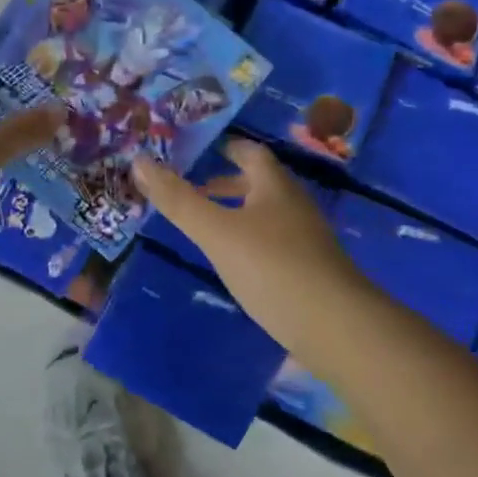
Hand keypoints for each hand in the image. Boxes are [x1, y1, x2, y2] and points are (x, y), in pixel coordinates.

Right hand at [133, 139, 350, 341]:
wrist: (338, 329)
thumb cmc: (273, 268)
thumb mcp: (216, 232)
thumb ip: (178, 199)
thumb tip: (139, 161)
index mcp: (275, 186)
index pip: (249, 152)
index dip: (223, 147)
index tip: (193, 151)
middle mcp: (294, 205)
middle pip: (258, 183)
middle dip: (224, 183)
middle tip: (189, 189)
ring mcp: (306, 239)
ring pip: (265, 214)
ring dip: (235, 213)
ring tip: (203, 227)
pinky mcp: (309, 270)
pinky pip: (272, 243)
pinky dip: (247, 241)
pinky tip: (232, 263)